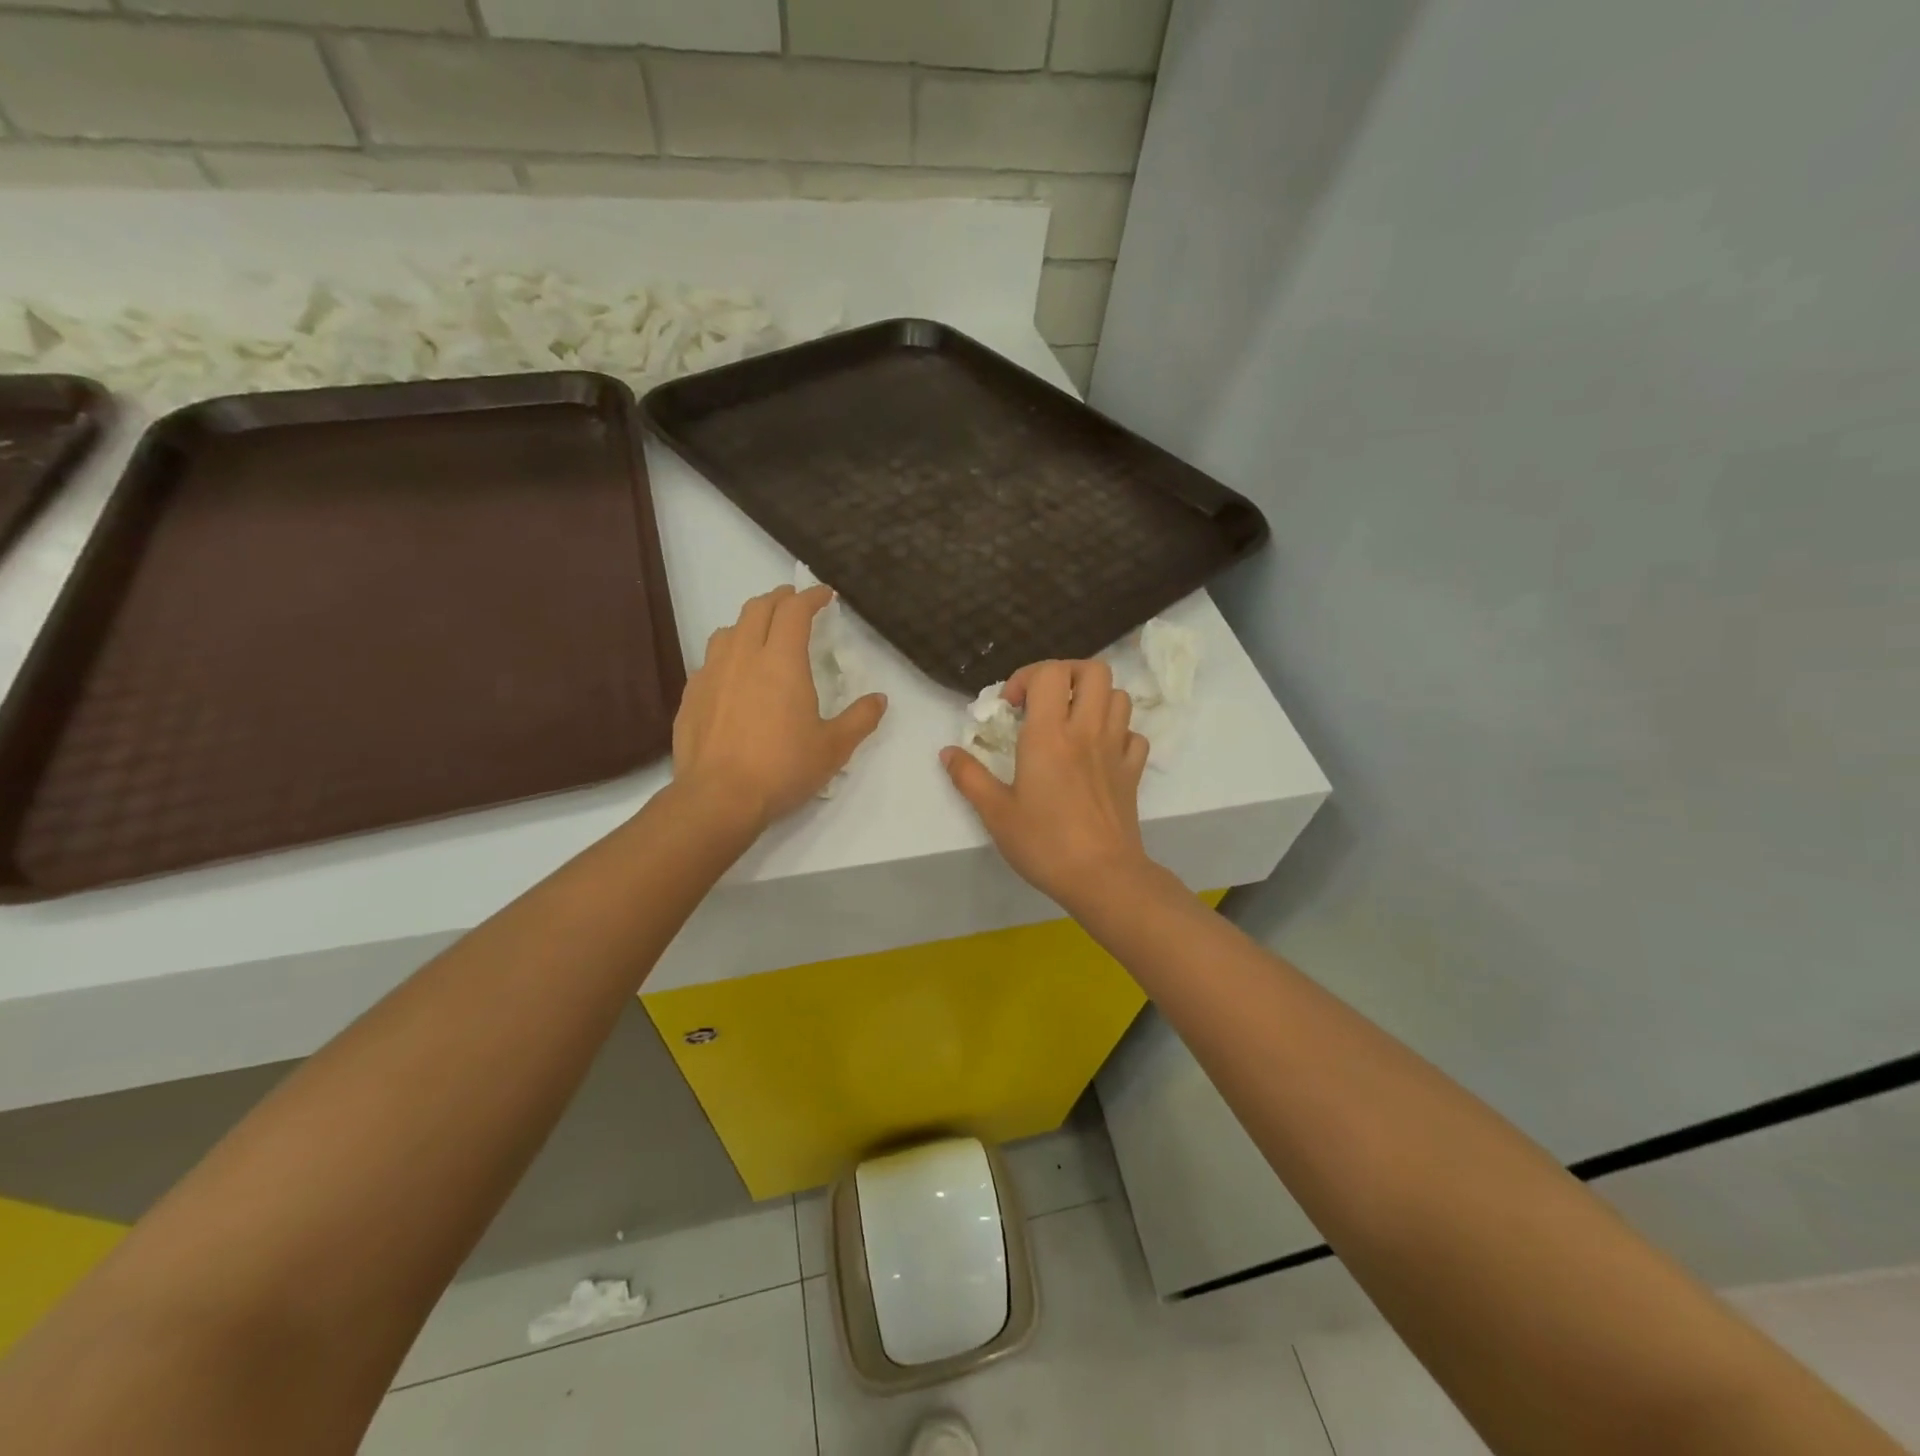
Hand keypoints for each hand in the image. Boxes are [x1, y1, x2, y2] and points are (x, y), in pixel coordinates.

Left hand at [674, 585, 886, 831]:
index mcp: (781, 661)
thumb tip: (879, 699)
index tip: (824, 595)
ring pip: (729, 629)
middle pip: (758, 609)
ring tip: (762, 633)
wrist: (718, 797)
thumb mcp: (833, 748)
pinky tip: (734, 675)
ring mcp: (712, 673)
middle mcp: (743, 656)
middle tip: (794, 602)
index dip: (811, 596)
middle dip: (779, 599)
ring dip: (750, 622)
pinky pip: (710, 659)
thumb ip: (860, 719)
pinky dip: (728, 653)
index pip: (795, 611)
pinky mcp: (691, 694)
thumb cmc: (782, 768)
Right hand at [940, 659, 1154, 908]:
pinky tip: (1098, 752)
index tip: (1012, 707)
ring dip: (1094, 699)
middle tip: (1045, 701)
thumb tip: (947, 752)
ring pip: (1119, 696)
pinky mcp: (1132, 772)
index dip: (1027, 676)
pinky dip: (1118, 732)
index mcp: (1050, 734)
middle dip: (1067, 674)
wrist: (1102, 876)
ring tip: (1071, 722)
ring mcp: (1116, 749)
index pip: (1049, 672)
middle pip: (1094, 670)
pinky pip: (1133, 734)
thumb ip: (969, 777)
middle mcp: (1087, 730)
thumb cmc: (1044, 843)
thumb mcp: (995, 813)